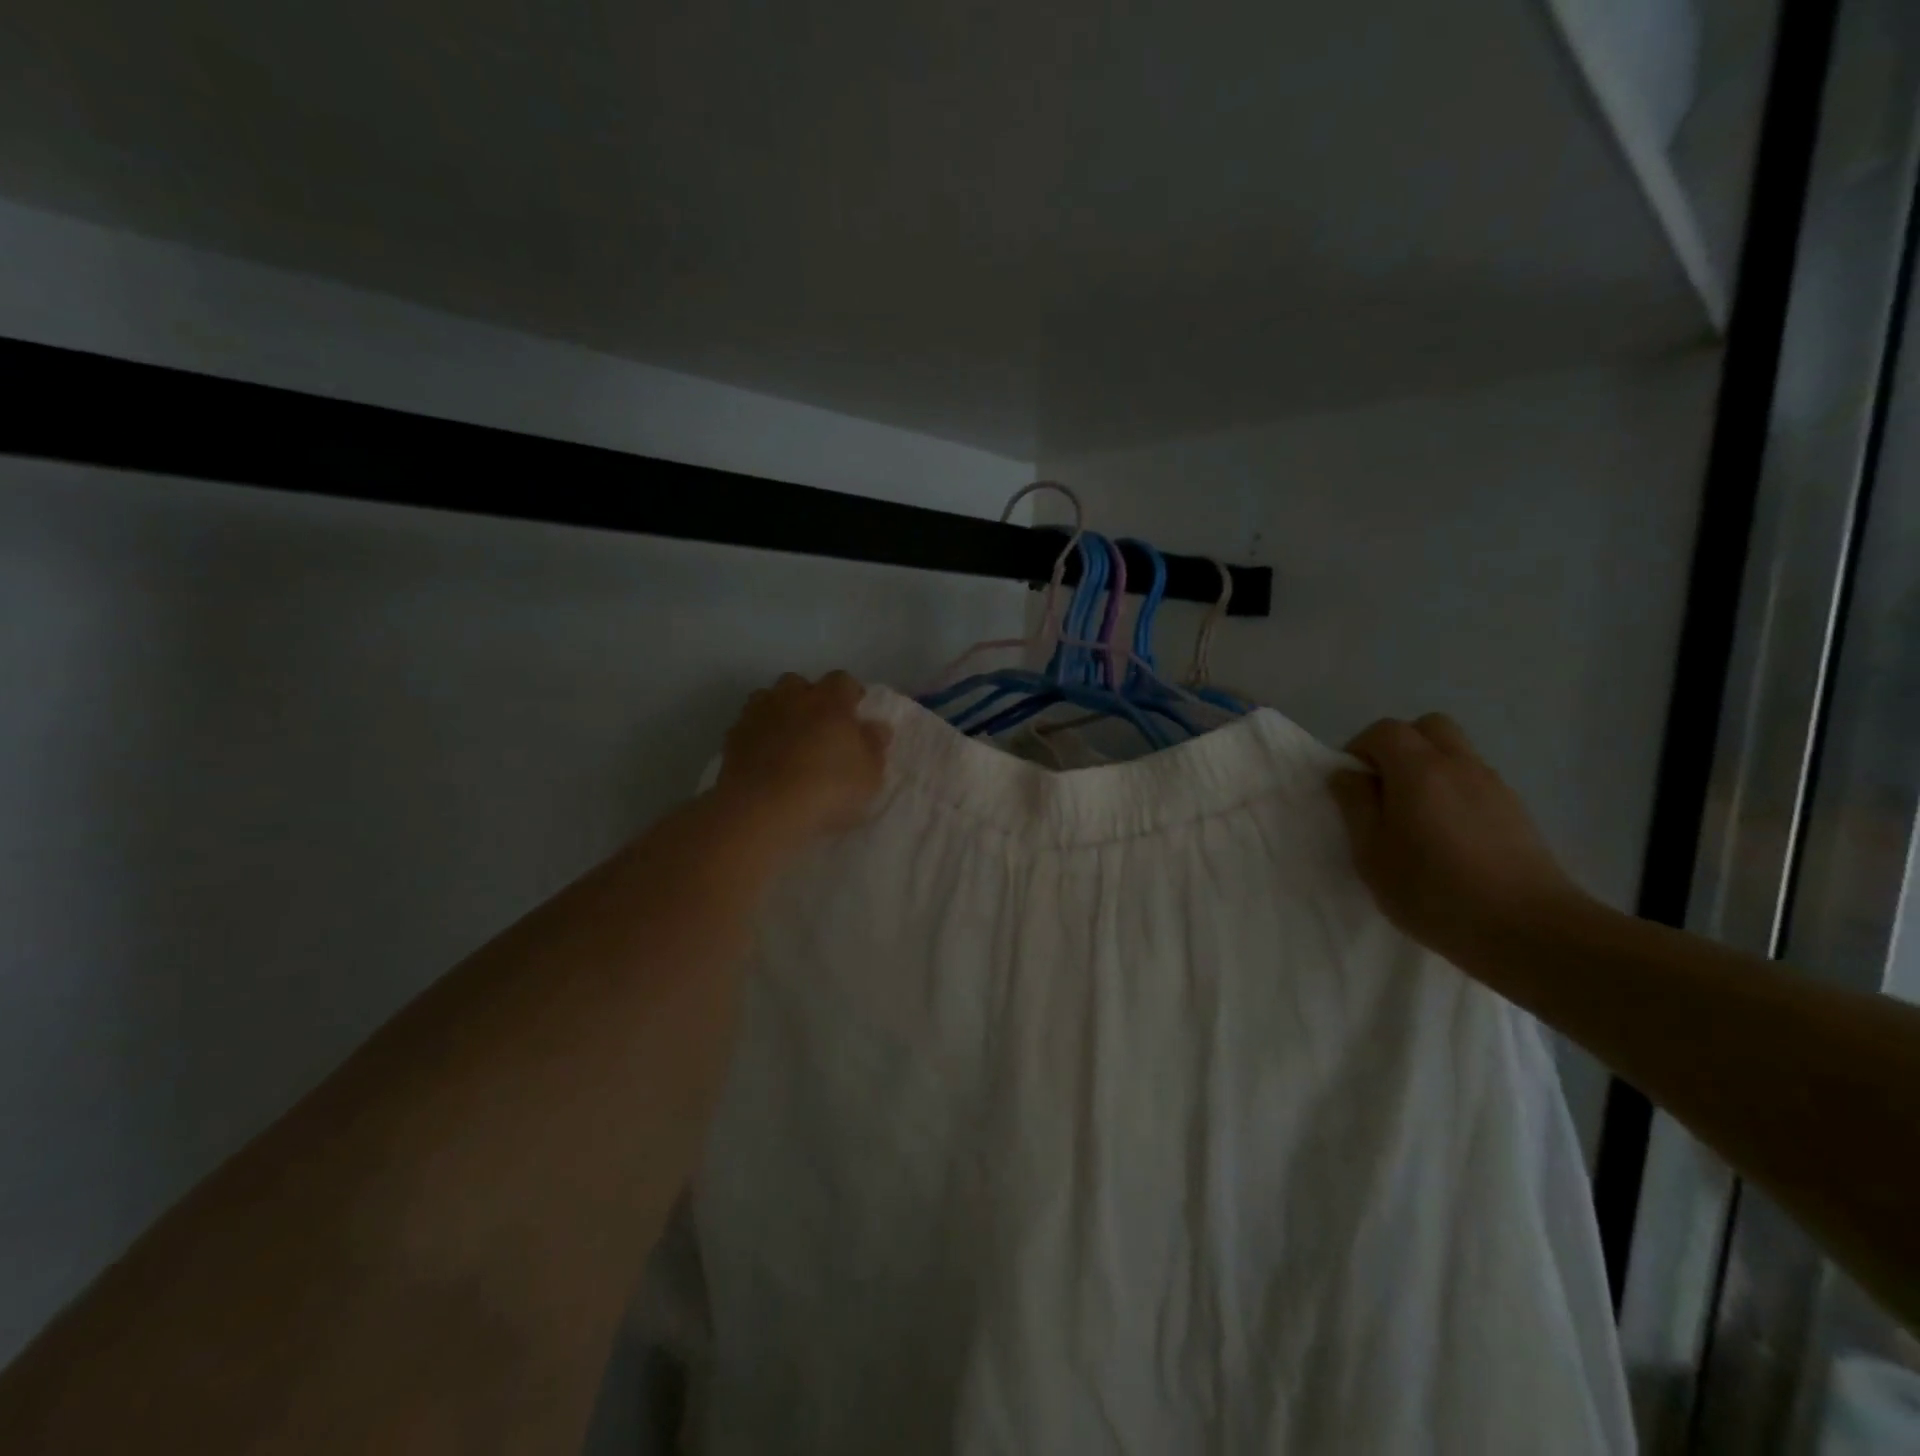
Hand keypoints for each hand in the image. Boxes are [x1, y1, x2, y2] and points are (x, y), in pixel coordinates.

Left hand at [717, 671, 891, 839]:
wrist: (764, 809)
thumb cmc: (828, 788)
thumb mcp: (869, 775)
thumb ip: (874, 746)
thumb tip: (876, 726)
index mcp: (830, 701)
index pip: (842, 680)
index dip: (849, 693)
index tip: (855, 710)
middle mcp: (792, 698)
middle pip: (799, 682)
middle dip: (809, 697)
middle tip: (819, 724)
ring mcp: (758, 714)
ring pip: (767, 698)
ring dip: (778, 710)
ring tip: (787, 737)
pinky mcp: (733, 737)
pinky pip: (748, 724)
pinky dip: (757, 733)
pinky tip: (763, 756)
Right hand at [1328, 714, 1587, 962]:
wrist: (1529, 931)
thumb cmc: (1433, 891)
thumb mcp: (1371, 853)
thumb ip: (1355, 805)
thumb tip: (1348, 775)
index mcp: (1419, 769)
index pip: (1384, 730)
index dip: (1360, 749)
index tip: (1352, 786)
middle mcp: (1459, 765)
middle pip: (1428, 728)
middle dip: (1399, 746)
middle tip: (1383, 789)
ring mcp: (1495, 787)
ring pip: (1455, 753)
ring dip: (1428, 769)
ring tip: (1415, 819)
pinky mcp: (1517, 812)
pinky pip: (1475, 782)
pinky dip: (1454, 792)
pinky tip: (1448, 839)